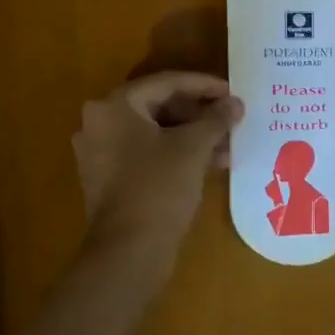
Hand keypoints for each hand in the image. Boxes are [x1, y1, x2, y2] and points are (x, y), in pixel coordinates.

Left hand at [74, 72, 241, 254]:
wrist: (128, 252)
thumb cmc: (159, 188)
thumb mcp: (193, 148)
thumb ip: (216, 119)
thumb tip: (235, 103)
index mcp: (113, 106)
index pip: (165, 83)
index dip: (204, 85)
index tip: (233, 92)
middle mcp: (100, 124)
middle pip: (158, 107)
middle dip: (199, 114)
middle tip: (231, 119)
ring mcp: (102, 154)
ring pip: (155, 133)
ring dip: (192, 137)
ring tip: (229, 145)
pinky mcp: (110, 180)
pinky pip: (147, 155)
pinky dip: (176, 155)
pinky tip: (210, 164)